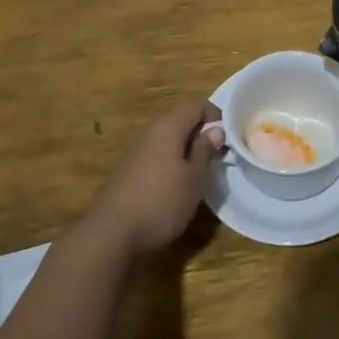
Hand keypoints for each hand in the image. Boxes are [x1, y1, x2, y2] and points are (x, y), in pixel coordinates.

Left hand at [82, 98, 222, 256]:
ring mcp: (135, 151)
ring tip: (198, 172)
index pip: (195, 104)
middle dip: (200, 132)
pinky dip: (169, 162)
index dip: (215, 113)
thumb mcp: (194, 179)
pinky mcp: (126, 171)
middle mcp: (149, 132)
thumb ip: (205, 150)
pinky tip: (174, 186)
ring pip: (166, 139)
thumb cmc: (161, 202)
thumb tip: (215, 130)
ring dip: (184, 149)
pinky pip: (155, 155)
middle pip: (179, 120)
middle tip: (217, 155)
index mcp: (168, 127)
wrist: (110, 234)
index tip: (228, 135)